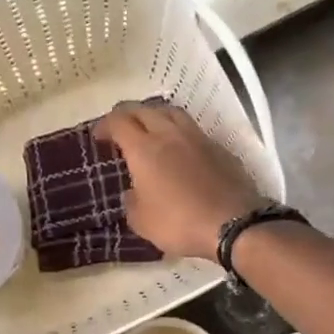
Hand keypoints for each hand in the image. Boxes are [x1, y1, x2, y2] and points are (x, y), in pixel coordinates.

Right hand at [93, 101, 266, 260]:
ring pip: (172, 112)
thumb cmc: (180, 223)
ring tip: (150, 129)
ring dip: (155, 115)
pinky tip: (180, 148)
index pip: (119, 121)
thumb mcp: (142, 222)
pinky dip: (179, 132)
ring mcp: (198, 138)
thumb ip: (132, 201)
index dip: (105, 125)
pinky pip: (193, 130)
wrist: (234, 224)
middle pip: (144, 109)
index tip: (99, 136)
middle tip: (120, 129)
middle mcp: (170, 134)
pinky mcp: (219, 148)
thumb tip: (133, 192)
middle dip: (128, 114)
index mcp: (144, 149)